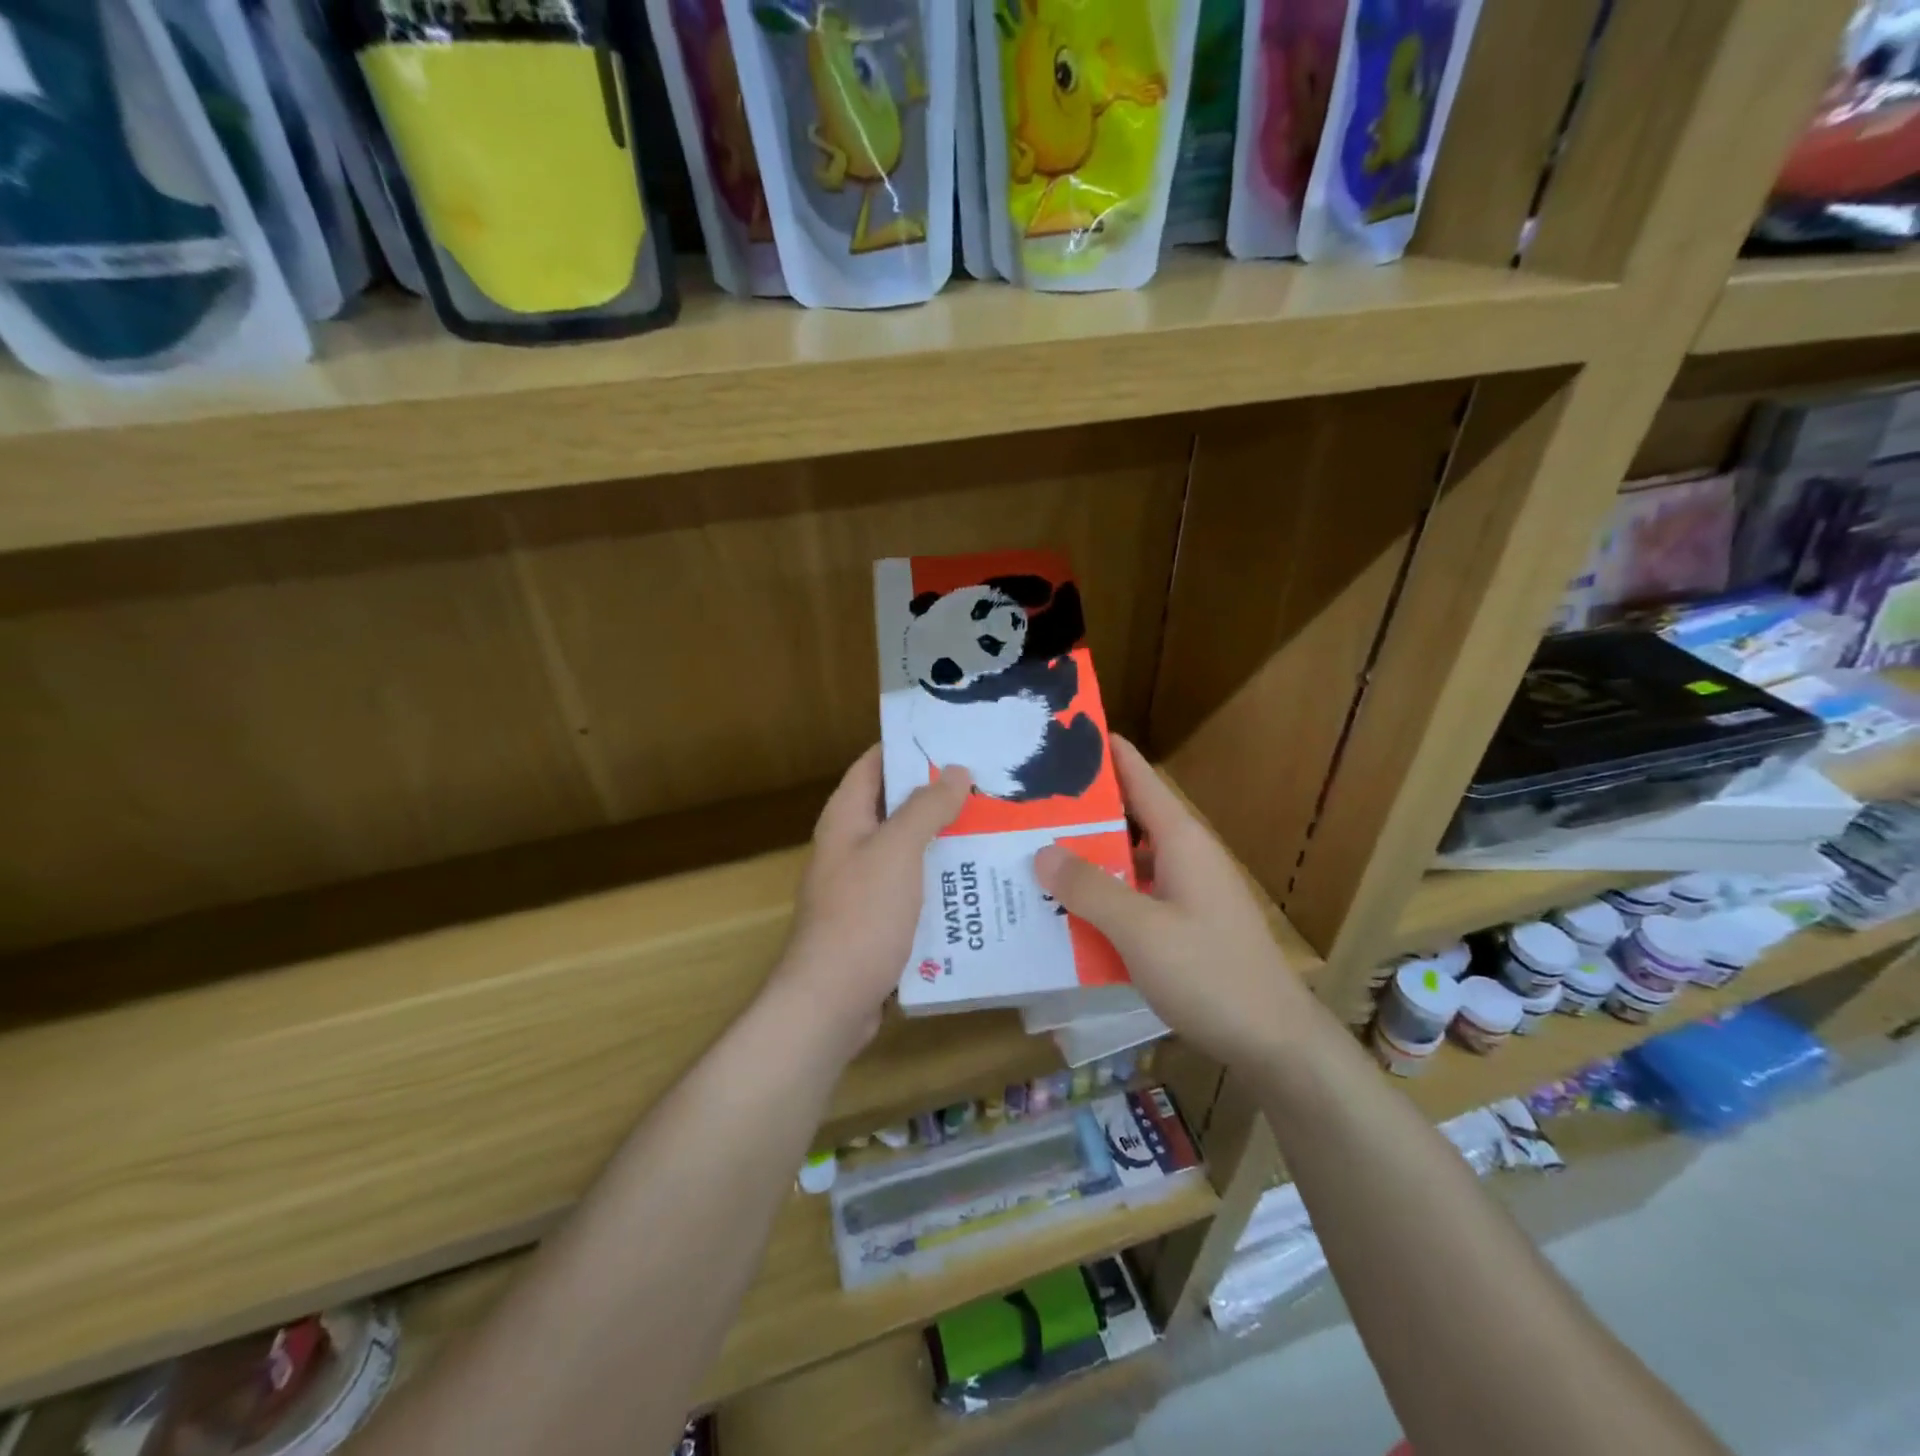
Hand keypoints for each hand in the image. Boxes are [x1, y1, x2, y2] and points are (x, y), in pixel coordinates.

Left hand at [775, 746, 971, 1057]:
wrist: (831, 1001)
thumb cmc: (862, 915)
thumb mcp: (897, 851)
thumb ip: (925, 808)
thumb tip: (956, 771)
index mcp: (846, 818)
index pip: (874, 763)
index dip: (908, 747)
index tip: (955, 738)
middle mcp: (851, 845)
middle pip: (896, 806)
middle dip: (938, 794)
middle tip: (990, 783)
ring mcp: (864, 884)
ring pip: (909, 848)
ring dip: (945, 838)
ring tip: (996, 825)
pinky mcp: (878, 920)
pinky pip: (914, 887)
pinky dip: (941, 879)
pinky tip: (978, 880)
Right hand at [1033, 737, 1312, 1070]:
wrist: (1275, 1043)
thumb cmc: (1211, 974)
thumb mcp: (1141, 930)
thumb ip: (1090, 889)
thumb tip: (1042, 851)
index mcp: (1181, 841)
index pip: (1140, 779)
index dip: (1107, 753)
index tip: (1065, 731)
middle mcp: (1184, 858)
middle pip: (1128, 819)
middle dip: (1080, 810)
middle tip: (1024, 804)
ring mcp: (1186, 894)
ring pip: (1127, 861)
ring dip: (1086, 859)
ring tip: (1032, 855)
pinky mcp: (1184, 926)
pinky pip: (1134, 897)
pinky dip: (1101, 898)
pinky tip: (1065, 912)